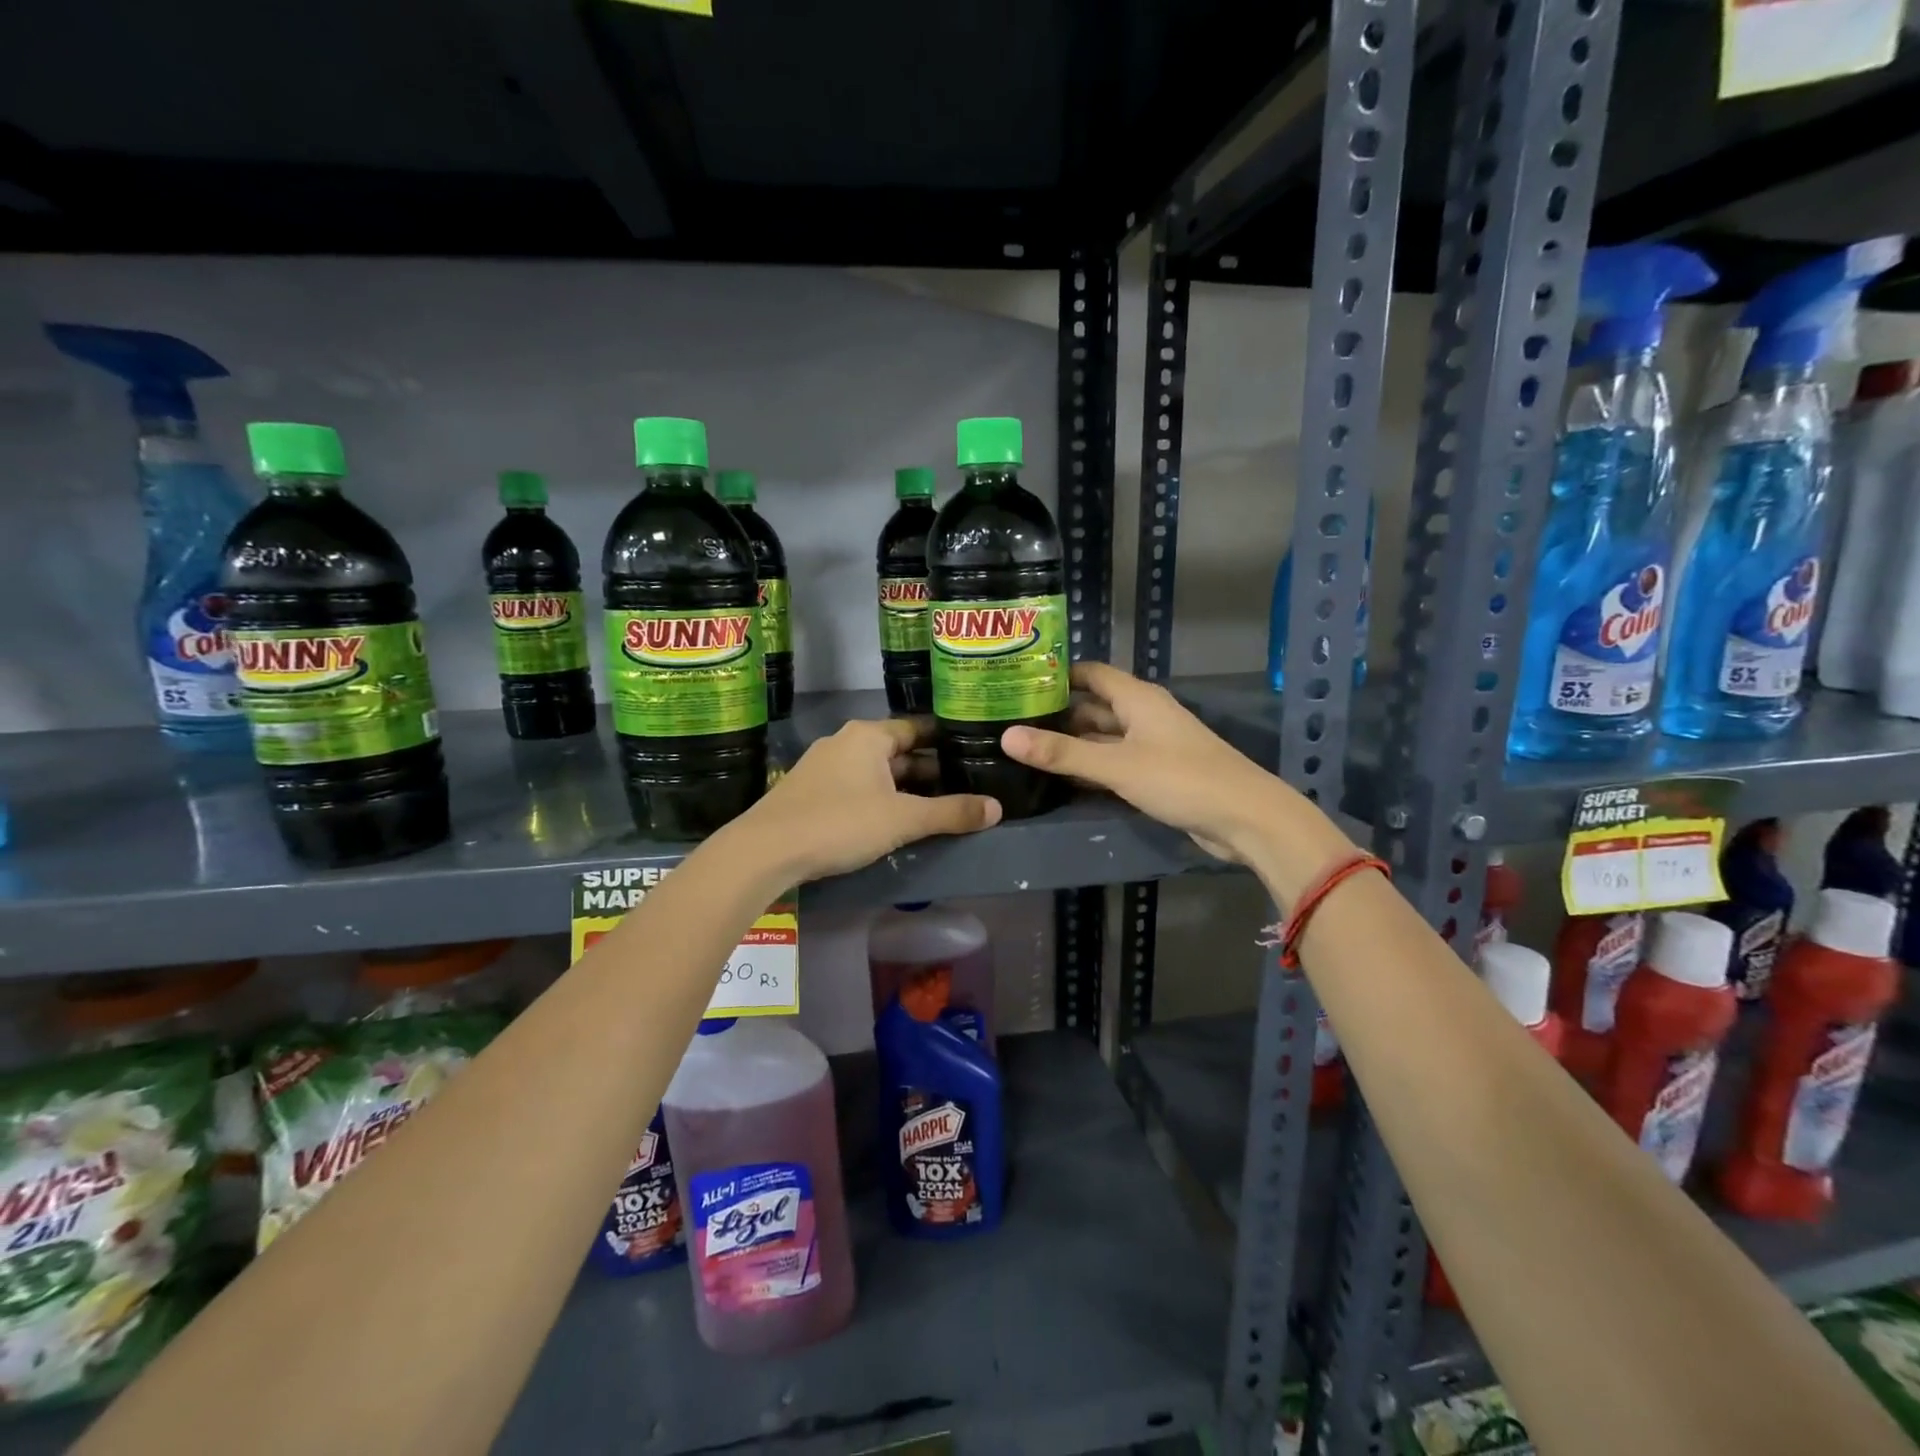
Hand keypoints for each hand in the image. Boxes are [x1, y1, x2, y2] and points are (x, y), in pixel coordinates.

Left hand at [737, 718, 1000, 882]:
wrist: (765, 850)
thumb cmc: (840, 823)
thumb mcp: (903, 820)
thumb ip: (951, 813)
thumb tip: (997, 808)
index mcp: (869, 736)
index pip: (917, 729)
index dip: (946, 741)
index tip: (971, 752)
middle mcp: (845, 741)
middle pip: (897, 751)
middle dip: (928, 770)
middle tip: (962, 786)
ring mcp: (822, 765)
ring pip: (875, 771)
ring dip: (902, 787)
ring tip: (934, 806)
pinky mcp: (808, 790)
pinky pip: (855, 786)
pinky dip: (877, 797)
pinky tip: (890, 820)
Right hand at [1001, 662, 1330, 864]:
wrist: (1245, 818)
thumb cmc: (1181, 779)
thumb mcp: (1116, 765)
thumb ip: (1062, 753)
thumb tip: (1007, 736)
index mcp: (1137, 698)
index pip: (1090, 673)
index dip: (1056, 674)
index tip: (1016, 682)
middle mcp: (1142, 715)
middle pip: (1092, 706)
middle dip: (1056, 713)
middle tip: (1010, 720)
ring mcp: (1149, 746)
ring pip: (1101, 737)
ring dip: (1070, 743)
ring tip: (1024, 748)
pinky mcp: (1154, 774)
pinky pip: (1113, 763)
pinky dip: (1088, 767)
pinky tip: (1059, 778)